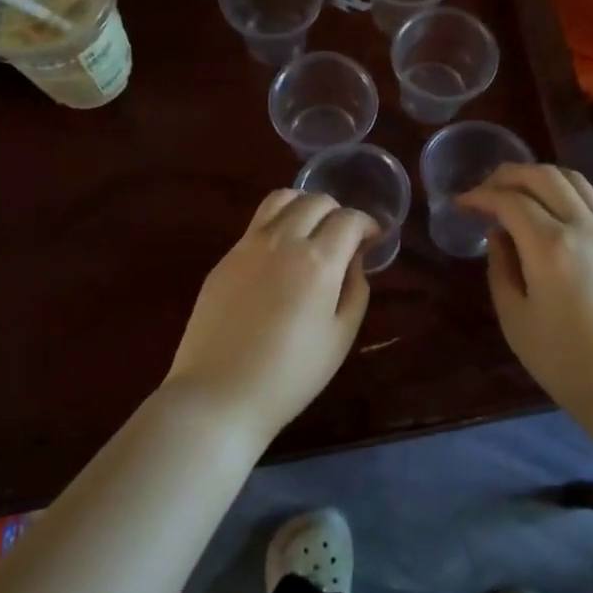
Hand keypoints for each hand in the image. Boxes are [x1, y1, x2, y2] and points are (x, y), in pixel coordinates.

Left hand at [165, 191, 377, 442]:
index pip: (349, 219)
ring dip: (304, 206)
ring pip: (281, 199)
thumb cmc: (290, 375)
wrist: (219, 393)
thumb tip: (354, 261)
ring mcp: (248, 245)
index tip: (373, 239)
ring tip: (311, 231)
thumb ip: (355, 290)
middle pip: (315, 200)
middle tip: (344, 238)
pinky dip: (278, 223)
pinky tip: (281, 254)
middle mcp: (282, 241)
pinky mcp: (225, 258)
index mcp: (317, 261)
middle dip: (338, 212)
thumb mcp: (340, 337)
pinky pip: (257, 223)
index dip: (368, 224)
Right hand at [458, 164, 592, 410]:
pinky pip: (590, 199)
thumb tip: (498, 236)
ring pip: (572, 180)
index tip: (459, 204)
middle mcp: (581, 227)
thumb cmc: (565, 361)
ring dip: (538, 176)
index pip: (509, 200)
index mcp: (549, 246)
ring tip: (515, 191)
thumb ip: (501, 269)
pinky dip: (563, 190)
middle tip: (483, 190)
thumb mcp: (516, 319)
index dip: (480, 196)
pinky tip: (548, 210)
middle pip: (543, 176)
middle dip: (507, 175)